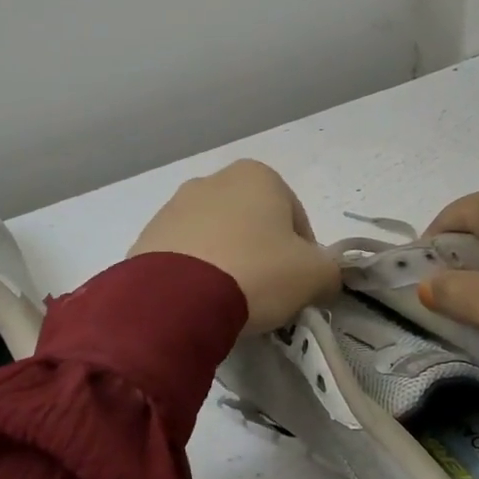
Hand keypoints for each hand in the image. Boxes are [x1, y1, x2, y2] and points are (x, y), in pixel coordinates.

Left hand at [130, 160, 340, 332]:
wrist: (176, 298)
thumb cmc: (257, 272)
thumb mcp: (315, 276)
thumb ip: (331, 272)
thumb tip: (324, 279)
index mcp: (258, 176)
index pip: (295, 217)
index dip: (304, 254)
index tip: (298, 285)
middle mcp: (213, 181)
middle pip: (252, 224)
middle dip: (262, 254)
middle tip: (266, 294)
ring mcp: (174, 207)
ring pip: (216, 238)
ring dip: (227, 263)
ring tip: (229, 302)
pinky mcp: (147, 237)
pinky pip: (183, 257)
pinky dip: (195, 274)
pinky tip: (199, 302)